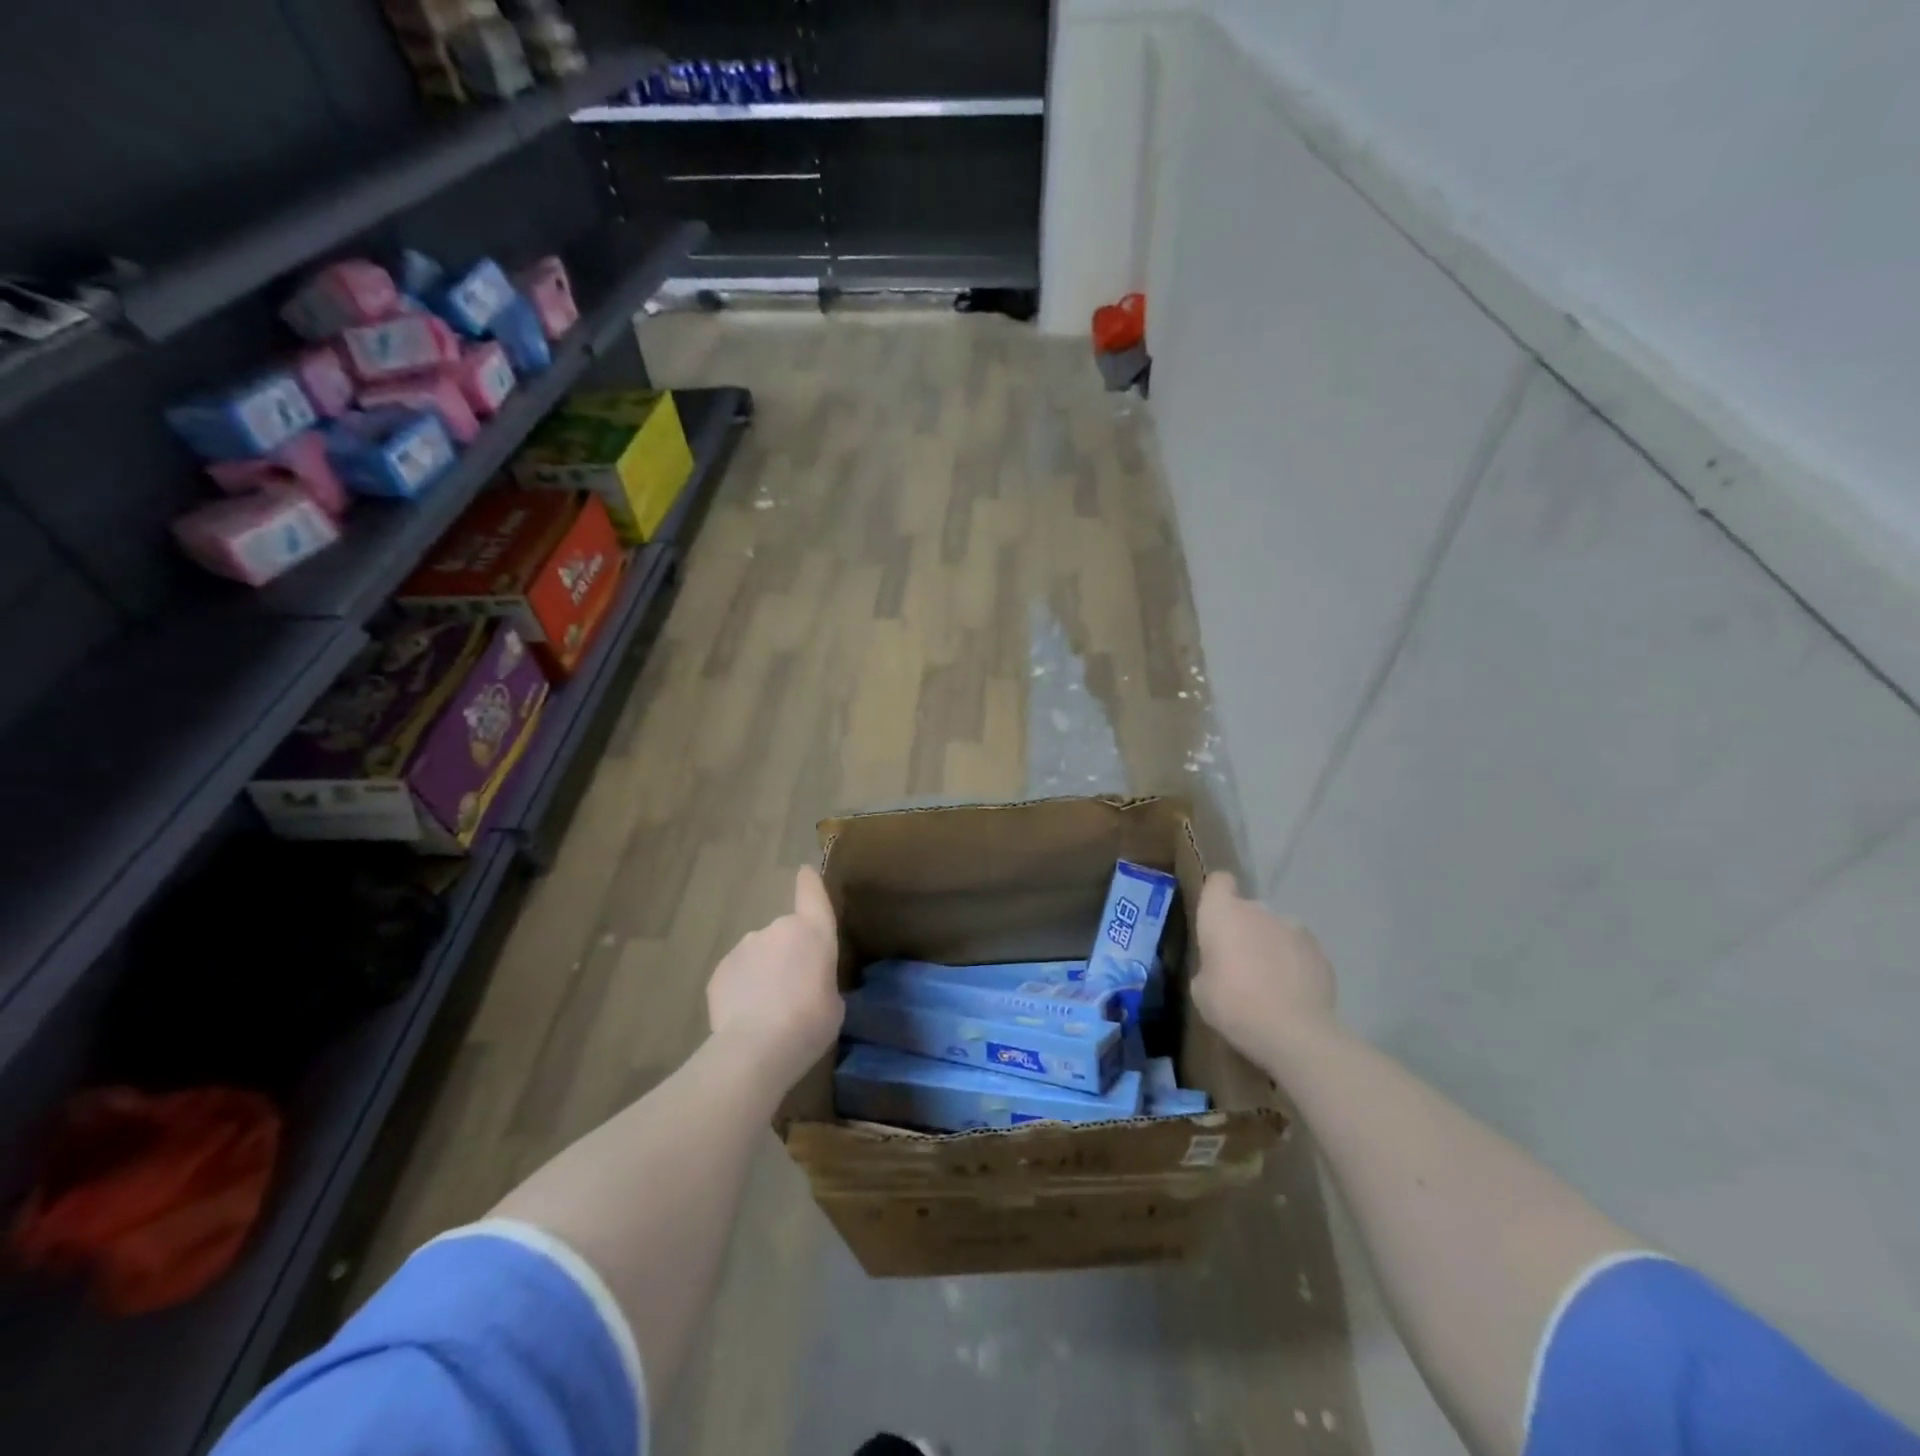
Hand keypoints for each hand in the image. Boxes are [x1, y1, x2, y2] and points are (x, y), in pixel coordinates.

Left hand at [706, 866, 843, 1088]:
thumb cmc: (810, 1022)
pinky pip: (737, 975)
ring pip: (758, 954)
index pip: (812, 894)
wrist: (757, 1046)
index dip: (809, 882)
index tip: (804, 871)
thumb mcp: (833, 1002)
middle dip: (787, 954)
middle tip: (793, 990)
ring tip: (768, 1010)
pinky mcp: (719, 970)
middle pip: (785, 934)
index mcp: (813, 931)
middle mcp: (777, 929)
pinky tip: (746, 1017)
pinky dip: (742, 989)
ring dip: (764, 972)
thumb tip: (807, 982)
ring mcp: (744, 947)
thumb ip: (821, 980)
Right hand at [1193, 872, 1336, 1073]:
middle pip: (1248, 910)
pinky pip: (1299, 950)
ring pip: (1276, 930)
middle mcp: (1258, 910)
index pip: (1219, 882)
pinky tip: (1293, 993)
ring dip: (1271, 945)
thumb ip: (1210, 965)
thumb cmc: (1233, 1005)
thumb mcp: (1201, 989)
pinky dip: (1295, 964)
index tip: (1215, 920)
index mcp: (1222, 913)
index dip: (1217, 896)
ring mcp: (1294, 927)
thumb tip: (1221, 966)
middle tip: (1239, 965)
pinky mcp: (1320, 951)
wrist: (1293, 1032)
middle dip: (1244, 930)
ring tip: (1270, 981)